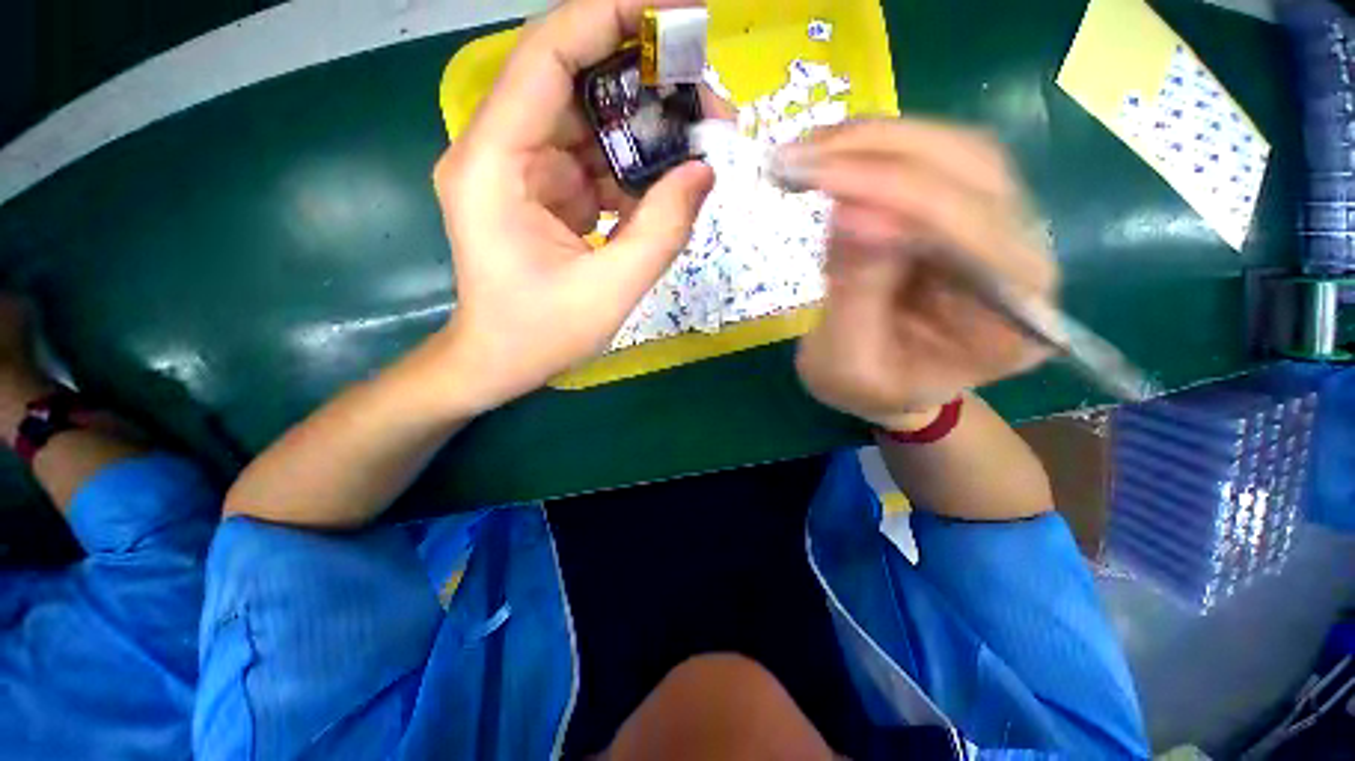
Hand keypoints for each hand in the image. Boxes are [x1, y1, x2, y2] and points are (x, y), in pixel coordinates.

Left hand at [431, 0, 714, 413]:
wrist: (499, 361)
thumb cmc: (540, 334)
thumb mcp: (609, 291)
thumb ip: (661, 231)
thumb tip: (705, 171)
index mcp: (494, 164)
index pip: (547, 57)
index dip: (608, 18)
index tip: (673, 14)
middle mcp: (500, 151)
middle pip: (574, 83)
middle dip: (643, 82)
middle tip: (706, 98)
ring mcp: (521, 170)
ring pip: (588, 121)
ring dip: (644, 129)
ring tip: (698, 143)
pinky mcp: (540, 192)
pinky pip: (592, 161)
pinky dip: (631, 169)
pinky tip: (664, 187)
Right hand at [783, 120, 1057, 429]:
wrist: (889, 386)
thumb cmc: (869, 390)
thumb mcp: (848, 364)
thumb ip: (856, 295)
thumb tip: (851, 209)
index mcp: (1011, 320)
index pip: (969, 230)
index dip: (896, 193)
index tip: (819, 178)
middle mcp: (1023, 261)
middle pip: (972, 170)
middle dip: (880, 151)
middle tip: (800, 154)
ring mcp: (1001, 228)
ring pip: (954, 151)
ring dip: (876, 141)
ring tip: (807, 152)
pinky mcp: (967, 212)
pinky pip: (932, 160)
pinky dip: (876, 150)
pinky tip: (831, 155)